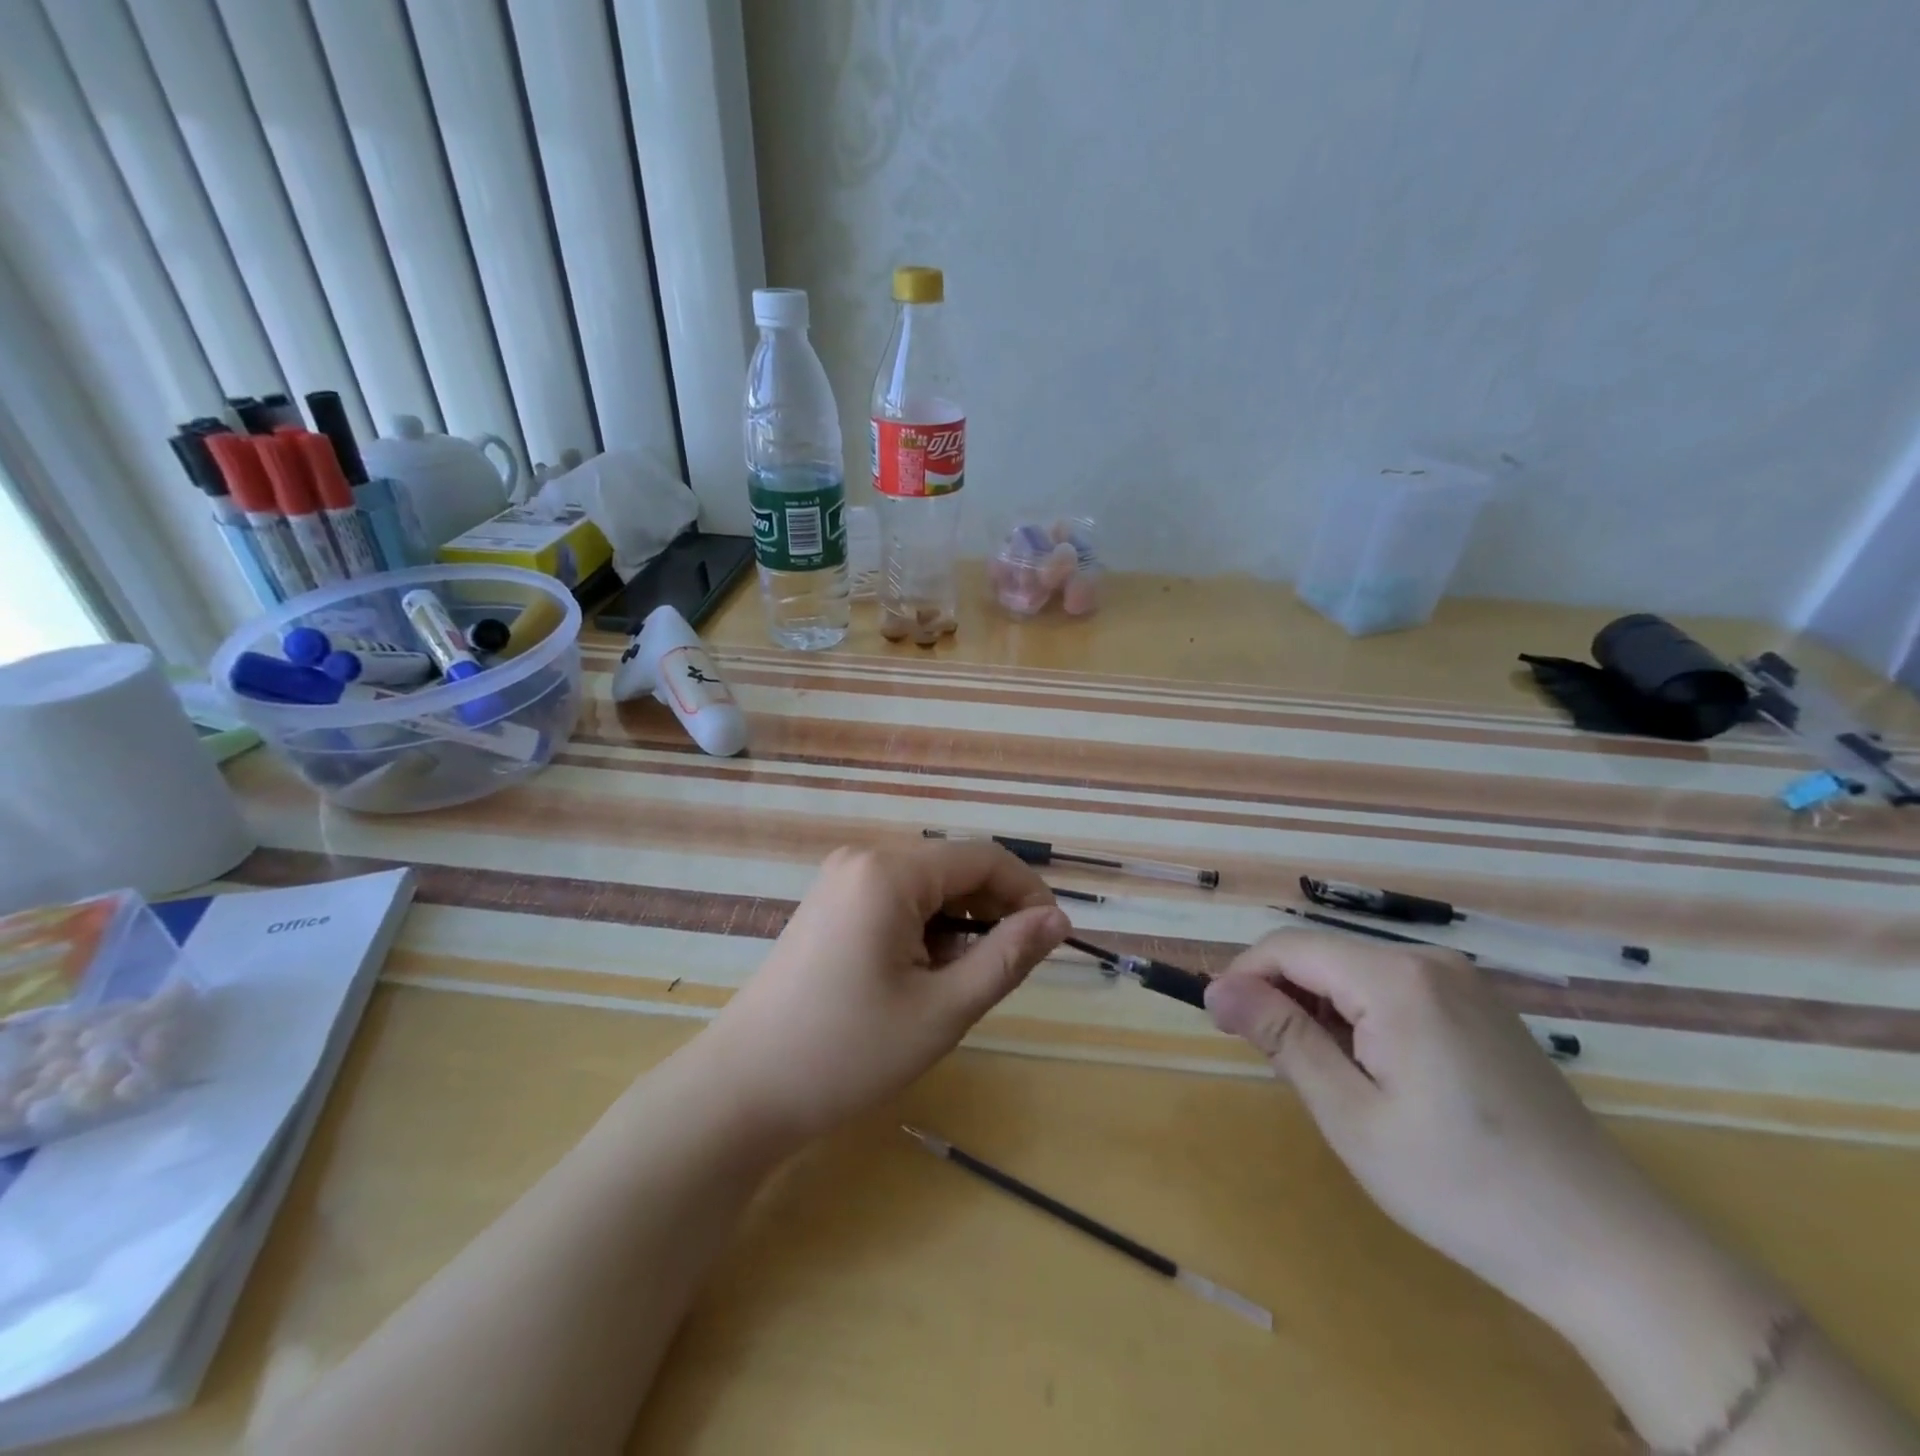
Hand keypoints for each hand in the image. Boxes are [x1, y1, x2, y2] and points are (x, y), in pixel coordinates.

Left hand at [699, 842, 1068, 1145]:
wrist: (744, 1089)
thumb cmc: (848, 1052)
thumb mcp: (942, 1010)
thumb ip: (1007, 957)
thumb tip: (1058, 921)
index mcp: (890, 872)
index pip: (983, 858)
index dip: (1028, 892)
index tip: (1055, 938)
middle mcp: (864, 858)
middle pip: (953, 867)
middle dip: (993, 910)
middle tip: (1013, 969)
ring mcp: (840, 878)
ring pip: (927, 886)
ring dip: (960, 923)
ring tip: (965, 980)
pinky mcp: (830, 903)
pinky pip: (896, 899)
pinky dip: (926, 928)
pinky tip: (925, 974)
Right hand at [1203, 931, 1689, 1329]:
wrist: (1609, 1249)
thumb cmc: (1461, 1187)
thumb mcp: (1351, 1115)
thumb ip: (1281, 1037)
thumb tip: (1216, 988)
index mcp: (1395, 979)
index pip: (1288, 947)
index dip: (1243, 977)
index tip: (1222, 1026)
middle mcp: (1429, 962)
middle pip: (1322, 955)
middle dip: (1283, 997)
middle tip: (1278, 1067)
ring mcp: (1463, 983)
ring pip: (1355, 972)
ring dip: (1321, 1011)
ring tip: (1330, 1080)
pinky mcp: (1481, 1008)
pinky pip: (1394, 990)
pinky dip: (1362, 1018)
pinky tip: (1379, 1076)